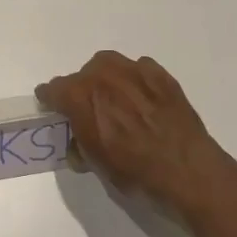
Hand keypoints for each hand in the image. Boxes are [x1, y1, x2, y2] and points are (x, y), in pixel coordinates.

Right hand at [37, 51, 236, 215]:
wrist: (186, 170)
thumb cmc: (135, 172)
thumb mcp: (97, 164)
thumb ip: (81, 145)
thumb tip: (79, 142)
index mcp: (80, 97)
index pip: (53, 90)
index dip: (50, 99)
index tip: (51, 107)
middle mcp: (103, 77)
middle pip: (81, 74)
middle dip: (80, 90)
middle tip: (89, 110)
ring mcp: (134, 72)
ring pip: (108, 65)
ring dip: (105, 78)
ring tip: (114, 99)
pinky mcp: (161, 76)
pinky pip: (138, 68)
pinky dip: (134, 80)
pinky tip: (142, 99)